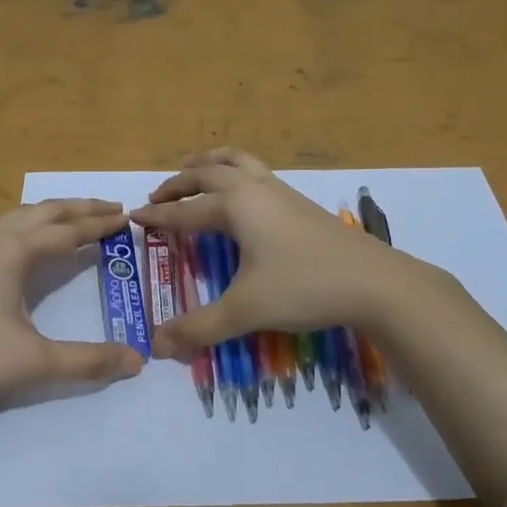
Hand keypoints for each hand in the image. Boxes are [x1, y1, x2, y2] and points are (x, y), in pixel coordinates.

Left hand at [0, 199, 144, 409]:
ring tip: (70, 218)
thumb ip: (88, 361)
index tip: (128, 216)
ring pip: (17, 217)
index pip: (69, 230)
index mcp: (15, 251)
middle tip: (111, 207)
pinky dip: (19, 226)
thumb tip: (138, 361)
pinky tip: (12, 240)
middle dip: (80, 208)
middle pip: (45, 212)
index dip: (100, 224)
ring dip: (50, 214)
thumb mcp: (35, 363)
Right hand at [131, 148, 444, 357]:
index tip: (133, 217)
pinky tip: (242, 195)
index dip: (158, 216)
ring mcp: (281, 191)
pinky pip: (256, 172)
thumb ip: (199, 327)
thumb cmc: (304, 287)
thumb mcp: (246, 310)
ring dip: (210, 164)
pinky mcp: (300, 202)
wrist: (374, 281)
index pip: (185, 210)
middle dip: (179, 183)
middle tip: (158, 197)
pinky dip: (236, 171)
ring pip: (237, 161)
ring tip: (195, 170)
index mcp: (236, 205)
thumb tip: (157, 345)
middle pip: (208, 172)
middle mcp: (254, 188)